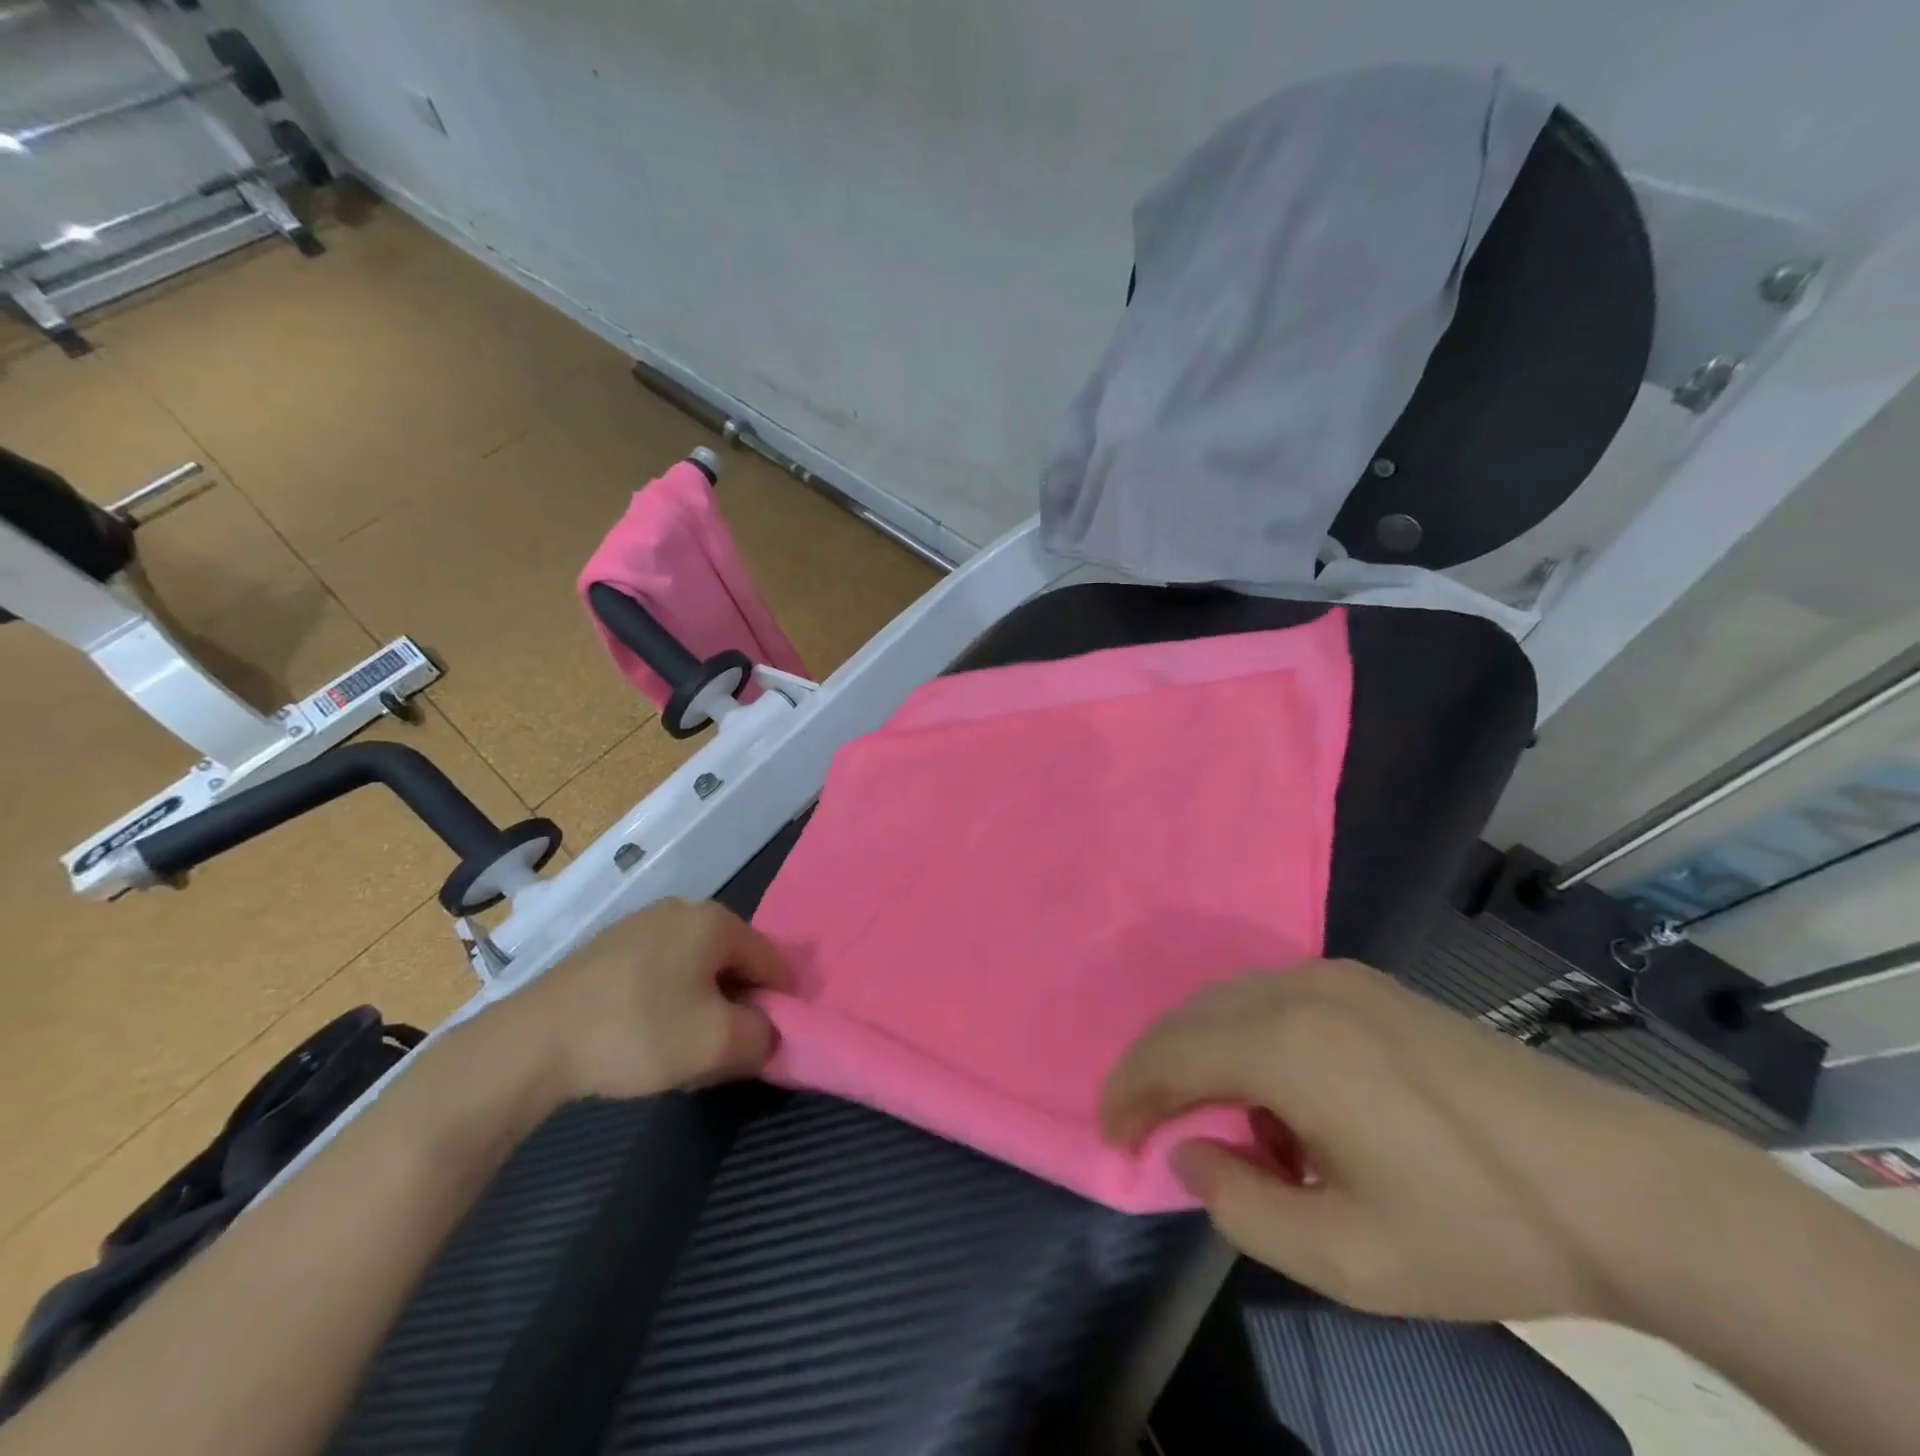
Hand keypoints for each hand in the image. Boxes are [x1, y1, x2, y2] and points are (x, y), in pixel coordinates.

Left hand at [513, 898, 789, 1100]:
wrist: (533, 1041)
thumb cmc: (639, 1031)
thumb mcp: (718, 1044)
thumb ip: (763, 1037)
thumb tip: (766, 1034)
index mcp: (716, 920)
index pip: (772, 961)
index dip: (778, 1005)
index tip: (760, 1044)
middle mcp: (683, 909)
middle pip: (734, 963)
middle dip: (736, 1006)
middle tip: (720, 1051)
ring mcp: (642, 923)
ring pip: (696, 969)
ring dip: (702, 1007)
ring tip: (681, 1050)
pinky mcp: (610, 946)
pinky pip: (661, 971)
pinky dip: (667, 1001)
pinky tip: (645, 1036)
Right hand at [1101, 959, 1753, 1324]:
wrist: (1620, 1184)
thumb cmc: (1477, 1228)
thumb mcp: (1348, 1258)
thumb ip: (1242, 1206)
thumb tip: (1190, 1150)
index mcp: (1287, 1045)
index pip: (1172, 1054)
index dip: (1129, 1092)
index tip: (1111, 1133)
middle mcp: (1300, 990)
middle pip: (1192, 1017)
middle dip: (1157, 1069)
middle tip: (1146, 1126)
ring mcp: (1337, 978)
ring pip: (1229, 1000)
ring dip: (1203, 1053)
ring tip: (1221, 1124)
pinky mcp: (1367, 984)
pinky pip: (1271, 996)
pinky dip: (1246, 1037)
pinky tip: (1280, 1094)